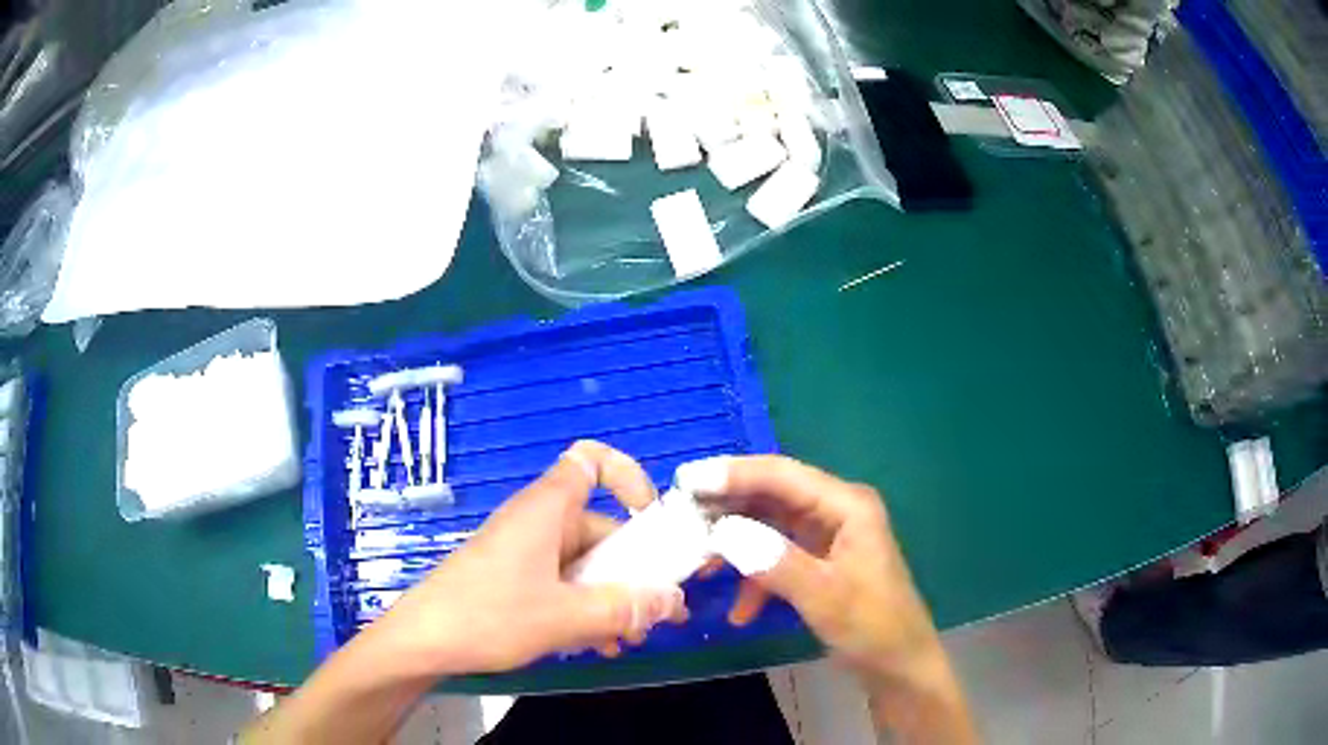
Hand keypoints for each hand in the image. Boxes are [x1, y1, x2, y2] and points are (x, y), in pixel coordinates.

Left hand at [368, 441, 687, 676]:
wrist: (422, 643)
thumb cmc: (489, 616)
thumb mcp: (565, 617)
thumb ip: (625, 608)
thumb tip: (675, 601)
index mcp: (548, 509)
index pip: (592, 461)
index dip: (629, 476)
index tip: (651, 520)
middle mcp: (539, 523)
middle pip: (601, 528)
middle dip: (634, 570)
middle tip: (658, 614)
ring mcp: (525, 553)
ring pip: (585, 565)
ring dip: (613, 598)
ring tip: (628, 640)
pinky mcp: (514, 580)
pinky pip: (563, 584)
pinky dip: (585, 609)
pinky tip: (596, 646)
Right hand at [681, 455, 976, 741]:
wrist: (899, 667)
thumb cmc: (872, 628)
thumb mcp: (824, 596)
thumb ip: (775, 562)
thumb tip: (723, 531)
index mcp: (846, 505)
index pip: (782, 475)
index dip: (733, 474)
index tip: (685, 482)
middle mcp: (836, 511)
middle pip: (771, 497)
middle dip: (726, 510)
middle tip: (679, 520)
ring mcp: (827, 537)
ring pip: (769, 527)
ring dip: (735, 547)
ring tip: (698, 565)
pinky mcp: (819, 563)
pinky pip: (777, 558)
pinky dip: (755, 580)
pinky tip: (741, 612)